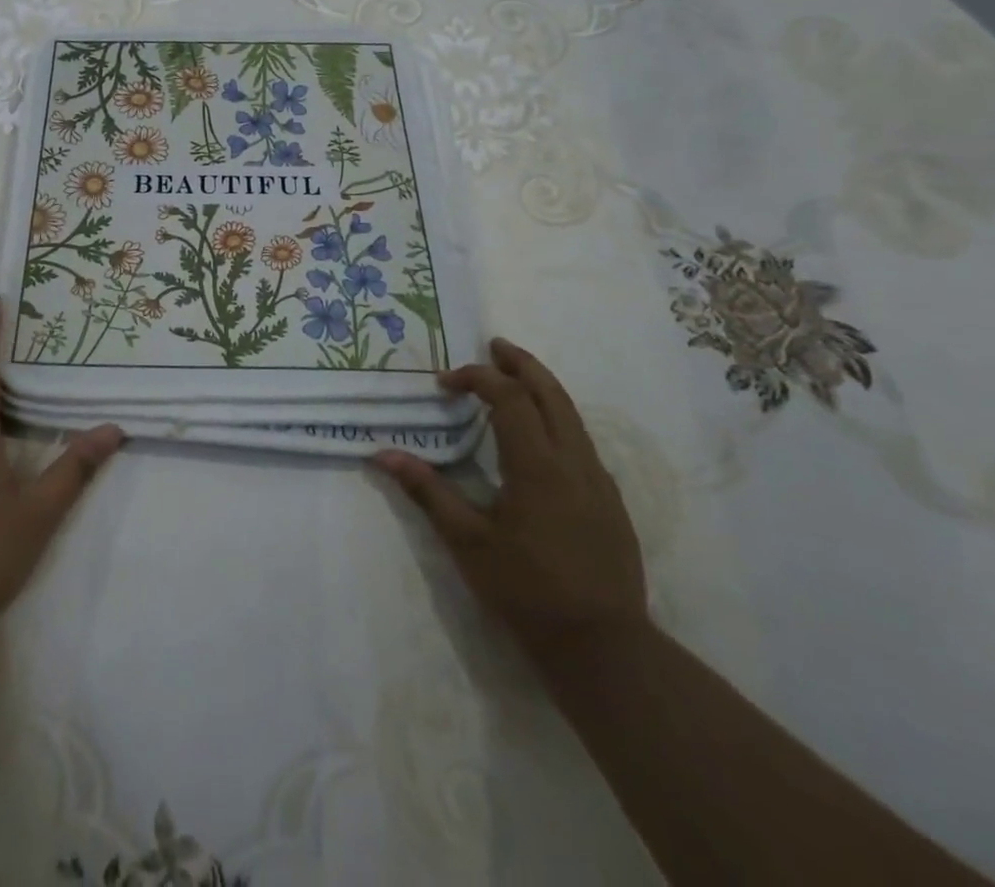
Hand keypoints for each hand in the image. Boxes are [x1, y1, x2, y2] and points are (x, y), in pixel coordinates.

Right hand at [374, 337, 646, 658]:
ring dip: (541, 387)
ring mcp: (598, 480)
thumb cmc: (527, 591)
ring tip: (514, 377)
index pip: (508, 398)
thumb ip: (428, 492)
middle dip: (521, 364)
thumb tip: (384, 455)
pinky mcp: (610, 500)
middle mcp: (574, 460)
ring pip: (572, 414)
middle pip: (551, 392)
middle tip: (495, 346)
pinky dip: (556, 417)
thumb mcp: (468, 542)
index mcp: (537, 465)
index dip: (476, 378)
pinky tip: (539, 435)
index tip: (445, 383)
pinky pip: (581, 440)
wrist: (604, 648)